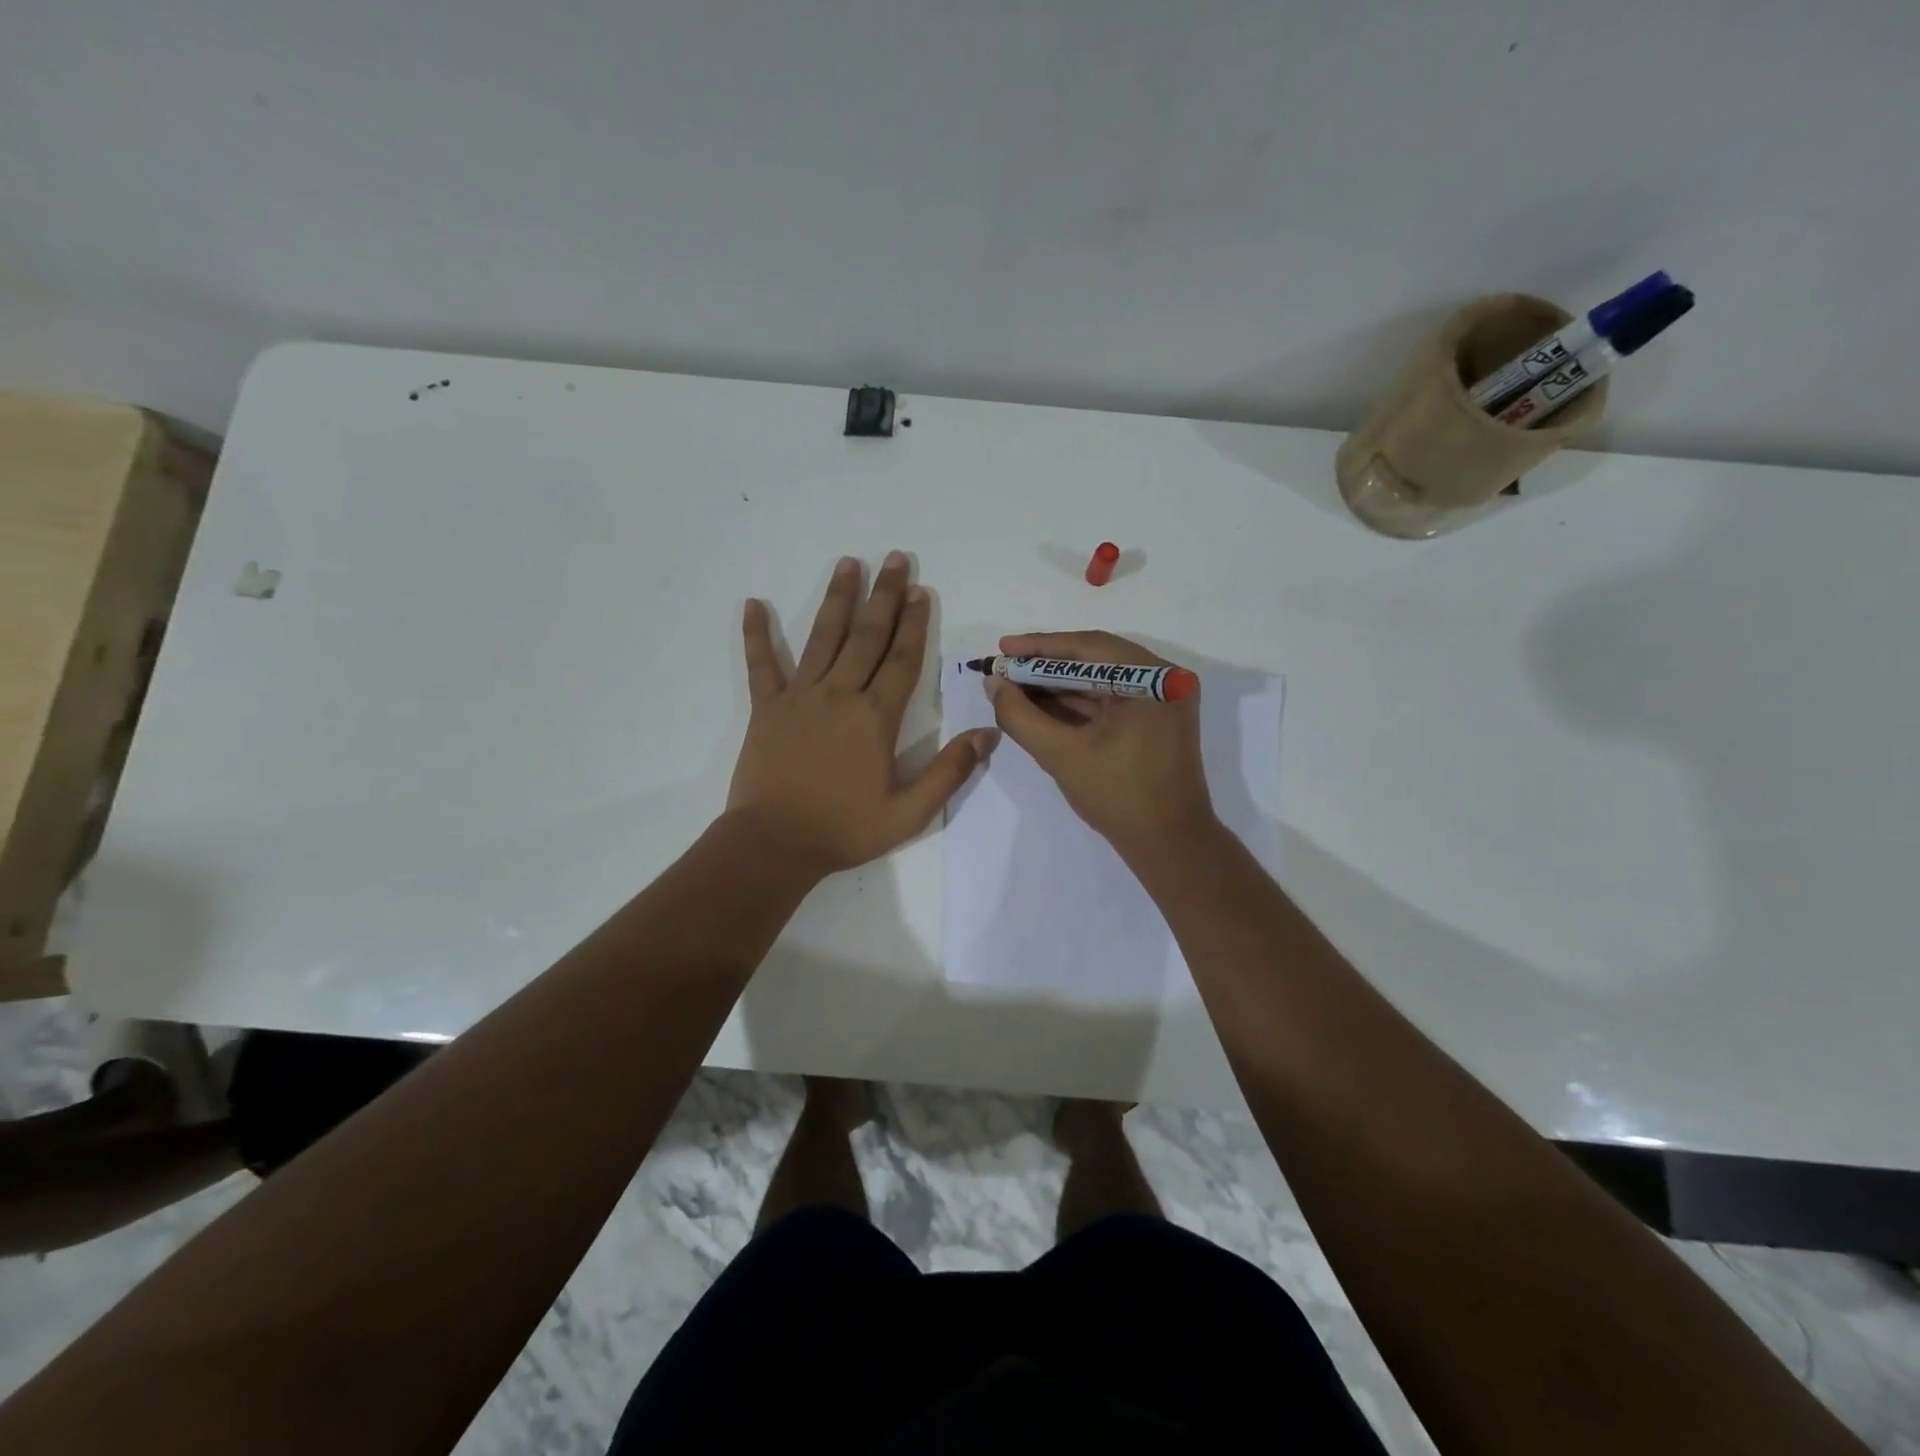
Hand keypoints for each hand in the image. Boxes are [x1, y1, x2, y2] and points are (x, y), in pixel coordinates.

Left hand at [727, 552, 998, 876]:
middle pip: (867, 636)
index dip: (916, 624)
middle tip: (895, 559)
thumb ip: (950, 771)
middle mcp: (840, 695)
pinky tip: (753, 603)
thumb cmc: (845, 829)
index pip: (903, 660)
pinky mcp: (766, 708)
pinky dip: (756, 635)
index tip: (922, 591)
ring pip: (822, 638)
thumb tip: (988, 734)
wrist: (775, 844)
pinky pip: (761, 665)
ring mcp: (800, 697)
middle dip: (885, 596)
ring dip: (837, 599)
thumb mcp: (909, 812)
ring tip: (848, 563)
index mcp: (876, 718)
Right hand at [984, 630, 1218, 862]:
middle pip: (1095, 660)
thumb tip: (993, 683)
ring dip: (1057, 685)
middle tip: (1004, 667)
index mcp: (1153, 679)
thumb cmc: (1119, 797)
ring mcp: (1162, 700)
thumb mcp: (1061, 754)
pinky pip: (1110, 700)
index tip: (1002, 649)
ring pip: (1100, 680)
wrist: (1169, 845)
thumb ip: (1021, 716)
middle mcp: (1164, 679)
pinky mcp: (1155, 720)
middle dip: (1045, 666)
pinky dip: (1076, 703)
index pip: (1089, 648)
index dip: (1040, 647)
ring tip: (1014, 686)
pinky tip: (1040, 705)